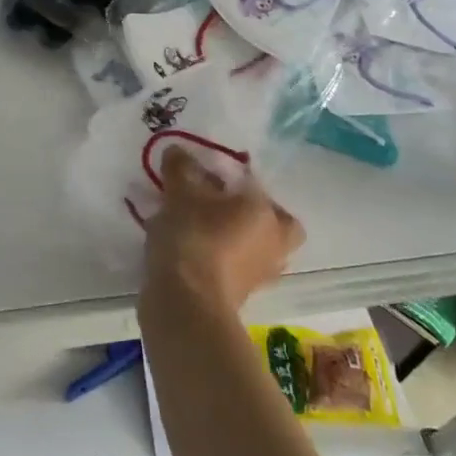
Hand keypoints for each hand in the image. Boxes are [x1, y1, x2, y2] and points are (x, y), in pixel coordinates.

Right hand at [142, 148, 303, 316]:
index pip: (255, 184)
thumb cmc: (193, 238)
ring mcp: (260, 275)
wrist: (185, 304)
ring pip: (257, 248)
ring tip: (201, 229)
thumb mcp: (180, 193)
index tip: (205, 176)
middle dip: (256, 214)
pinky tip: (192, 252)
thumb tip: (177, 151)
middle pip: (278, 224)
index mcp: (266, 213)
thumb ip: (180, 168)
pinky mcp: (240, 298)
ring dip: (237, 239)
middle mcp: (273, 243)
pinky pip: (236, 269)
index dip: (231, 177)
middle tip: (222, 206)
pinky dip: (220, 260)